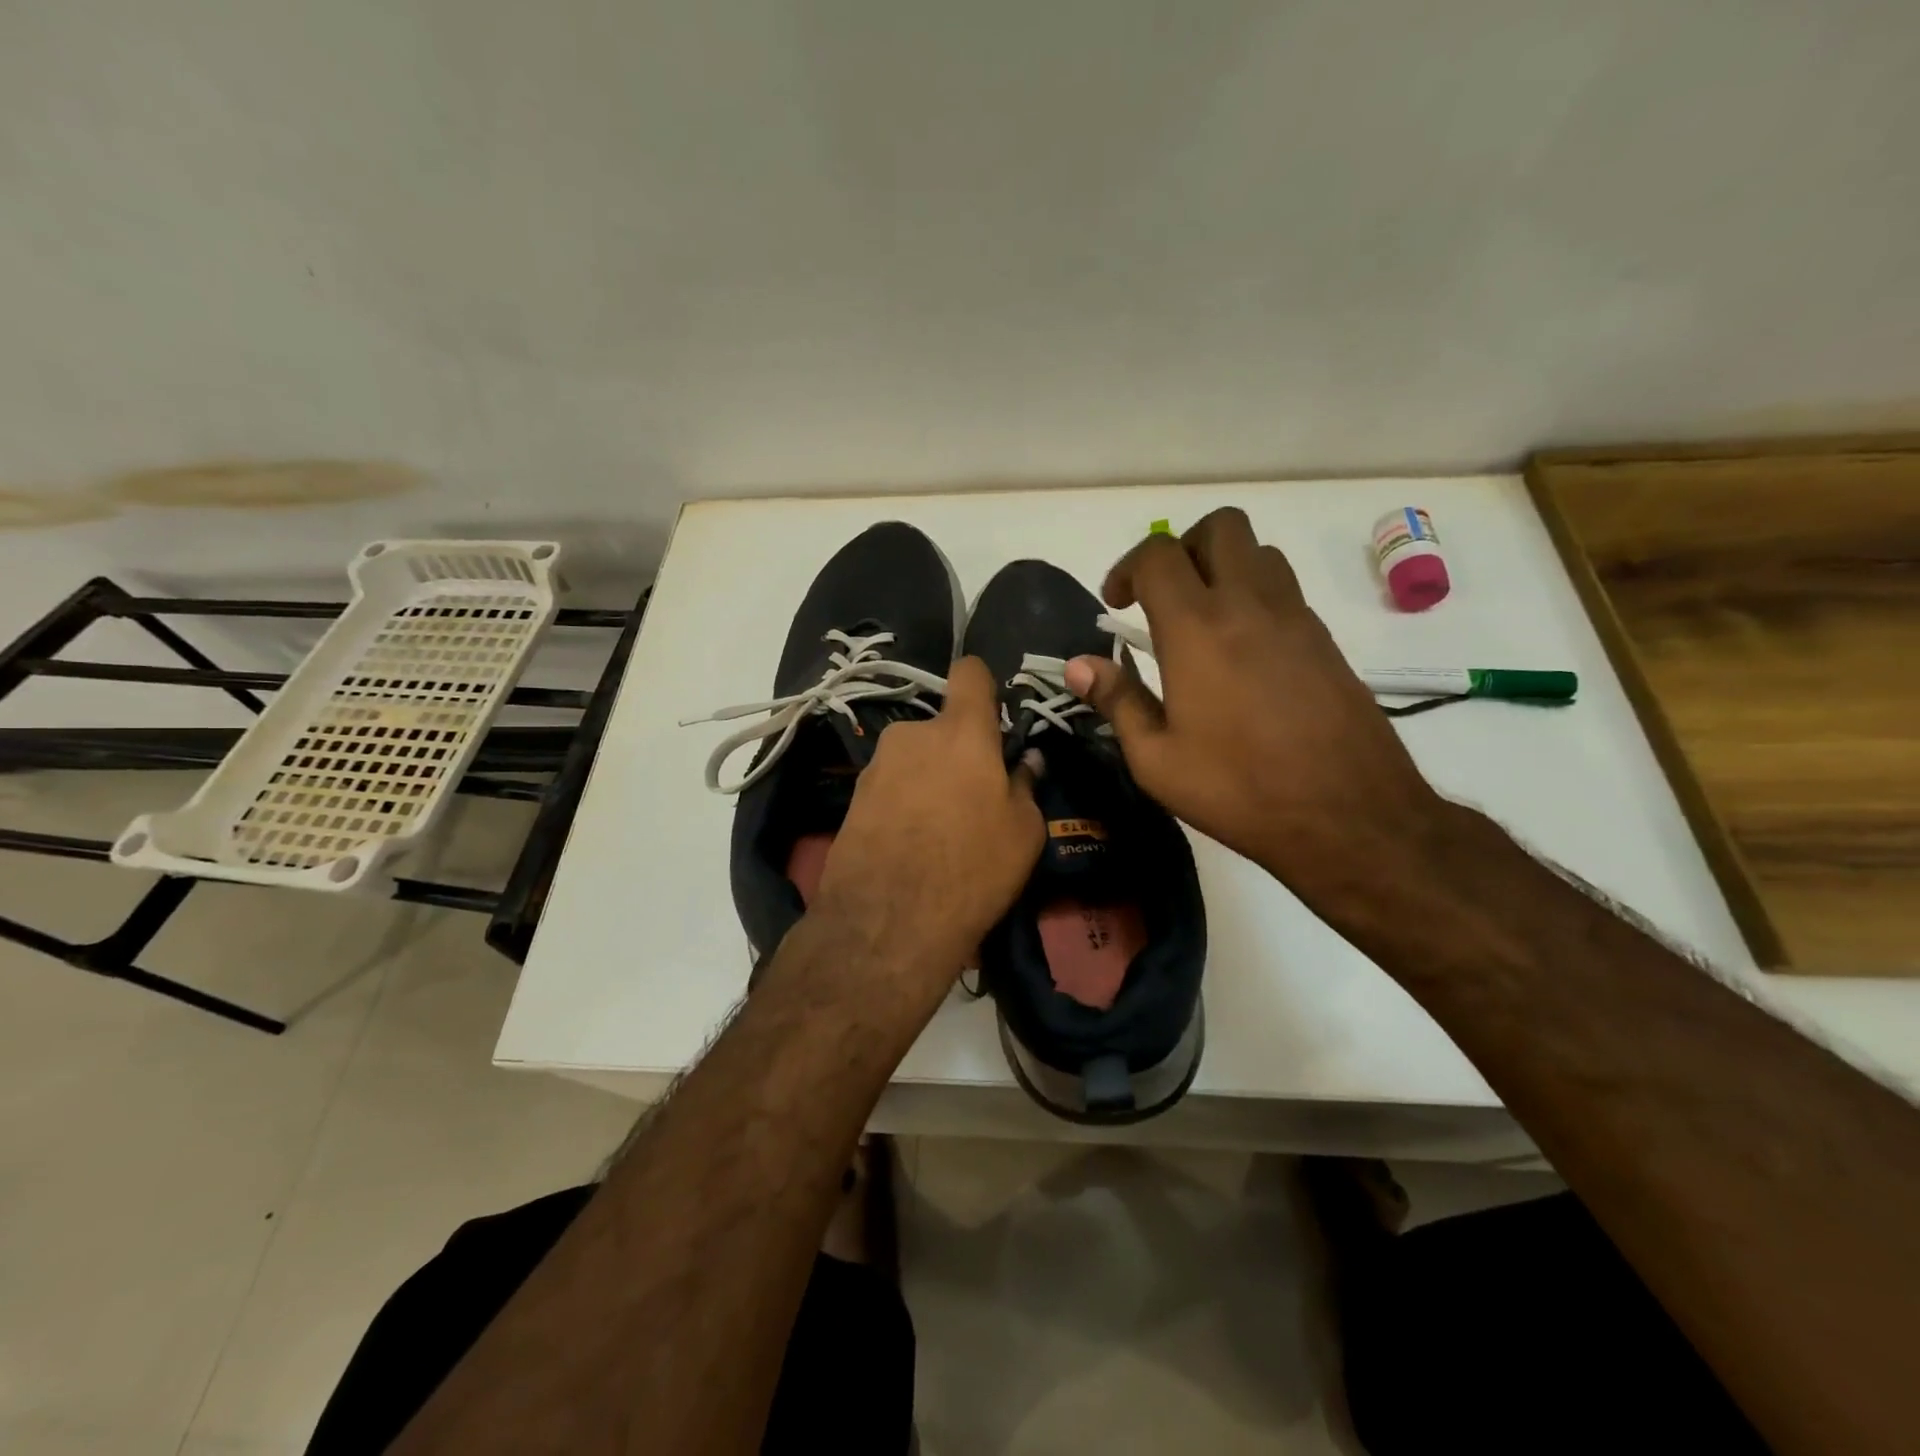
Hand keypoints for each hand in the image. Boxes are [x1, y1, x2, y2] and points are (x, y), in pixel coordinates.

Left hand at [809, 656, 1044, 991]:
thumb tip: (1026, 761)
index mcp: (961, 731)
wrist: (887, 922)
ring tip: (939, 829)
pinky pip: (891, 785)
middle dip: (957, 751)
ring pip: (915, 758)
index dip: (983, 686)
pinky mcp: (852, 796)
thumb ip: (1025, 785)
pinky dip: (904, 802)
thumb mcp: (1023, 832)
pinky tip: (911, 843)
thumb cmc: (972, 868)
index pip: (970, 673)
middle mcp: (913, 734)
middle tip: (972, 797)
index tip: (993, 716)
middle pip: (942, 727)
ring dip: (929, 778)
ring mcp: (876, 764)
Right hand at [1064, 508, 1450, 897]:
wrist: (1349, 816)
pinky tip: (1243, 655)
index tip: (1116, 605)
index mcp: (1197, 628)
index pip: (1158, 555)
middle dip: (1182, 548)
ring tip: (1203, 620)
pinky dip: (1256, 598)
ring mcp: (1296, 618)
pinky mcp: (1326, 641)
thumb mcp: (1157, 759)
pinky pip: (1286, 590)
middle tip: (1162, 596)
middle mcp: (1249, 605)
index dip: (1126, 568)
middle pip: (1220, 527)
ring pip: (1260, 552)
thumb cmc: (1238, 789)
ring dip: (1225, 567)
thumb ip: (1117, 701)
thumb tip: (1078, 665)